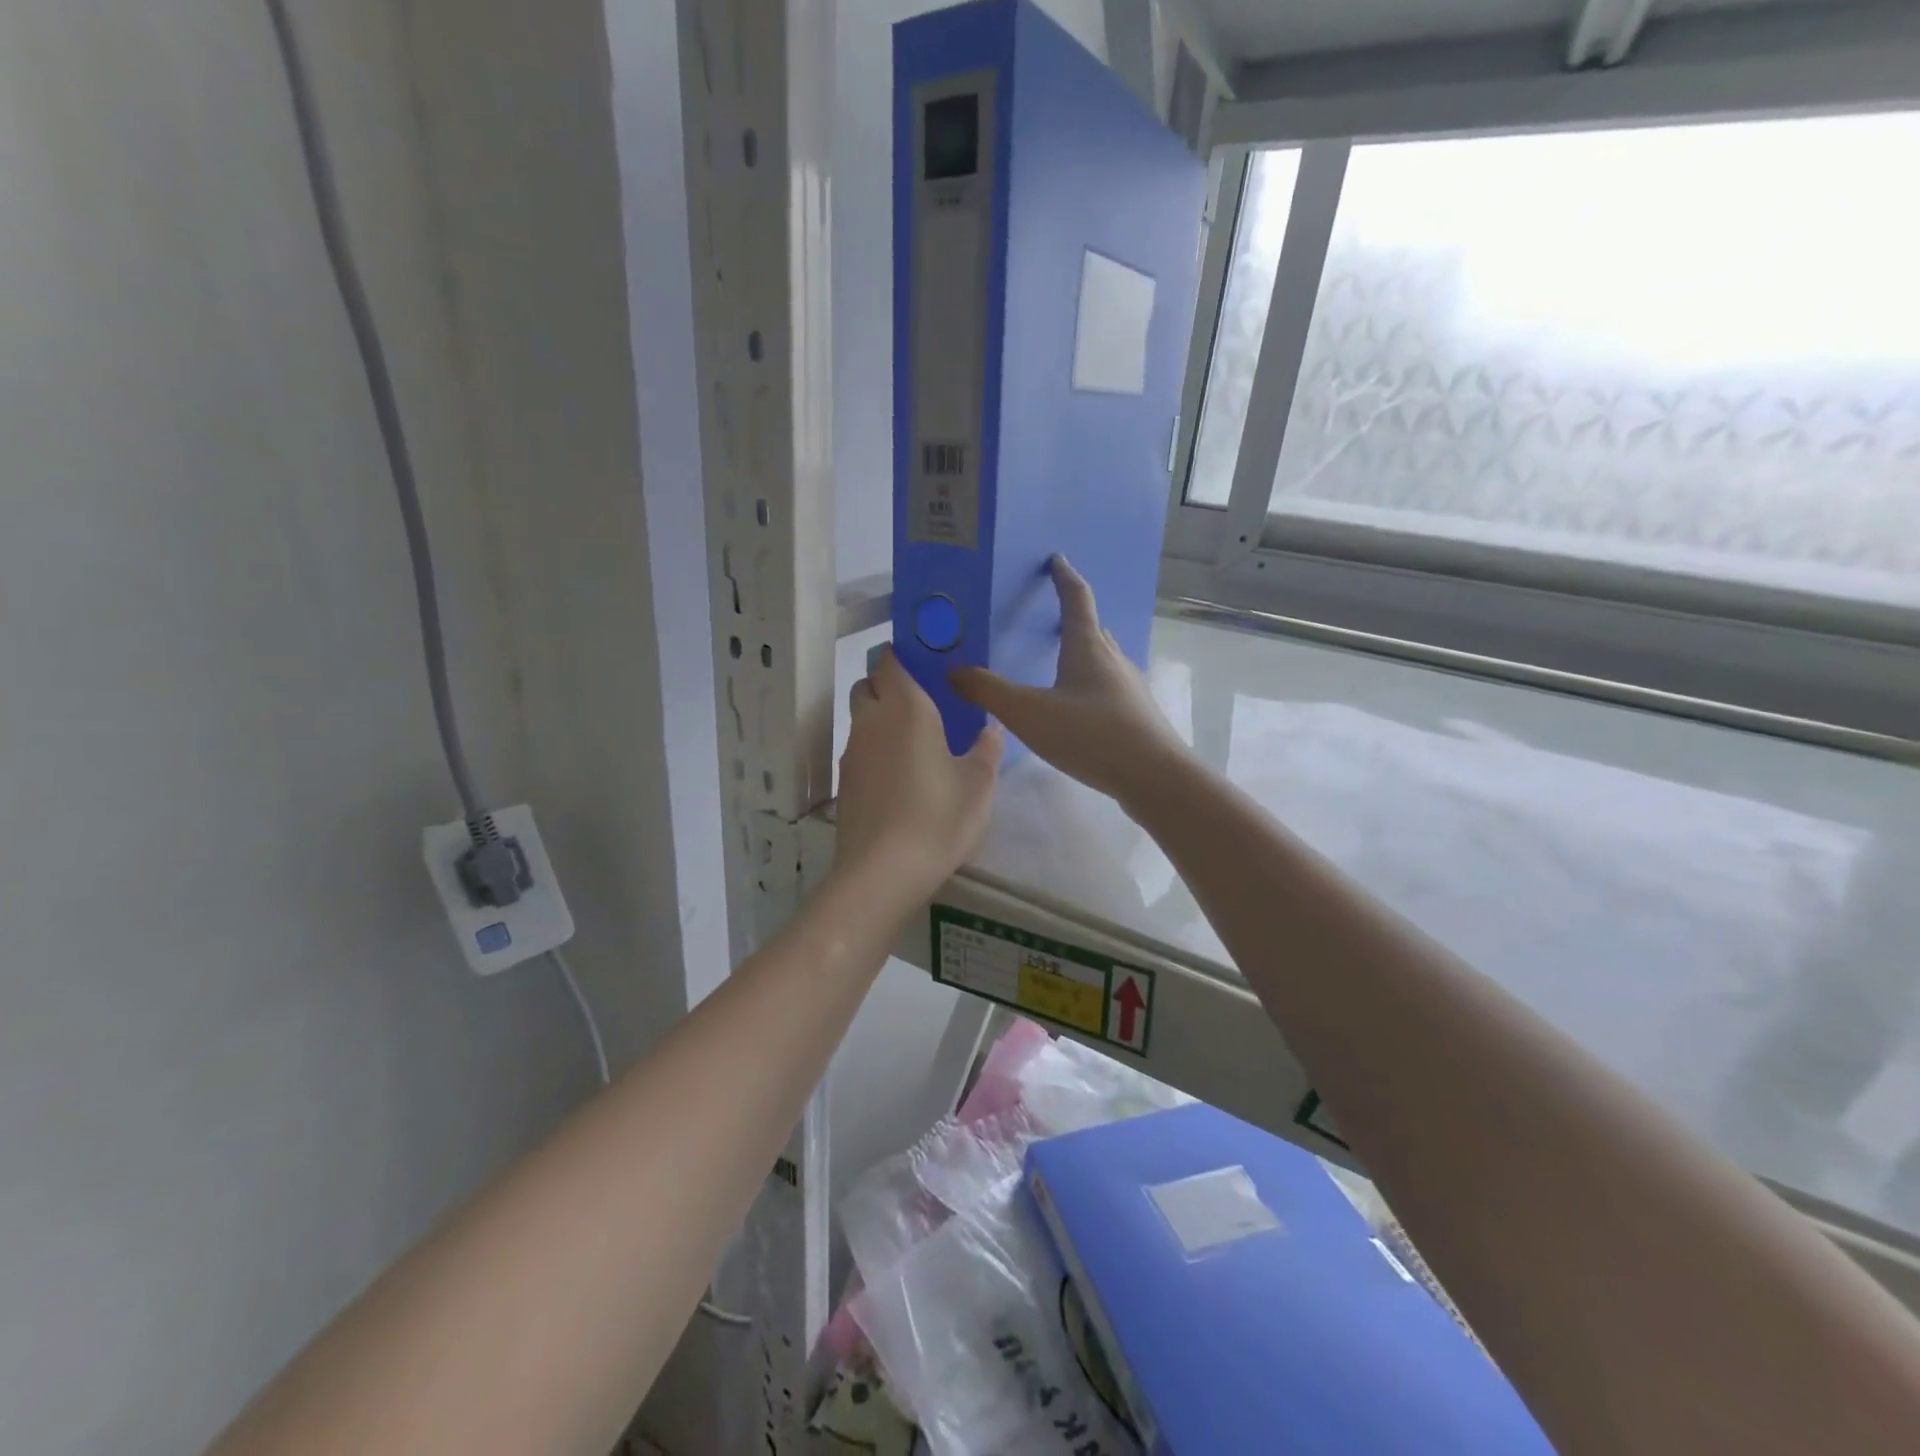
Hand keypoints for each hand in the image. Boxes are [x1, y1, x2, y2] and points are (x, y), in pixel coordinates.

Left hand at [835, 647, 1003, 906]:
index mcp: (906, 709)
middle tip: (922, 705)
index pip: (891, 661)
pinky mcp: (844, 782)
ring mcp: (852, 752)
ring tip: (914, 744)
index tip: (925, 664)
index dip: (903, 656)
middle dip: (888, 685)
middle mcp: (871, 721)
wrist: (882, 872)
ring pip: (861, 718)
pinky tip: (899, 777)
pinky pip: (859, 749)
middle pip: (868, 685)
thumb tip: (990, 727)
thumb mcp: (978, 785)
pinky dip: (875, 750)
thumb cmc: (938, 819)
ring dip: (880, 719)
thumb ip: (987, 749)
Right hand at [951, 557, 1187, 804]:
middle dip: (1072, 617)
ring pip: (1102, 659)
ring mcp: (1129, 687)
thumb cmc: (1089, 734)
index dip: (1064, 577)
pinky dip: (1089, 684)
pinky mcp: (1136, 715)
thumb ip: (988, 691)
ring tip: (1059, 662)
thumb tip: (953, 671)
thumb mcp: (1028, 712)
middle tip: (1049, 616)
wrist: (1153, 776)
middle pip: (1092, 628)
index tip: (1056, 560)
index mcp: (1088, 646)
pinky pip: (1107, 687)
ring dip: (1082, 653)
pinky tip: (1077, 708)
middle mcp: (1113, 659)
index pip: (1076, 599)